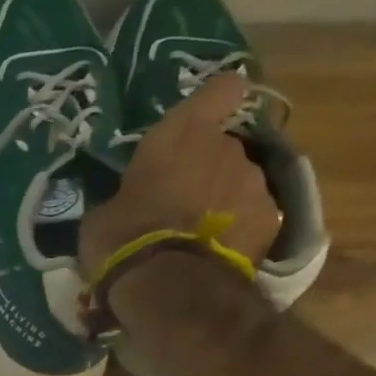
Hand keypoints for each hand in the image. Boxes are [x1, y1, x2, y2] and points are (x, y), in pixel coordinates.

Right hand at [77, 72, 282, 282]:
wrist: (168, 285)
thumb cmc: (123, 238)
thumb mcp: (103, 215)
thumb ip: (126, 197)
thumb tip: (129, 204)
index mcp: (183, 134)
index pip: (219, 90)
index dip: (214, 101)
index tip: (206, 116)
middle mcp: (228, 148)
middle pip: (223, 148)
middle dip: (206, 171)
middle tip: (179, 204)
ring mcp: (255, 183)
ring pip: (239, 184)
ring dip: (223, 202)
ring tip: (197, 236)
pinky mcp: (271, 221)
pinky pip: (252, 218)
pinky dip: (237, 231)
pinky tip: (214, 255)